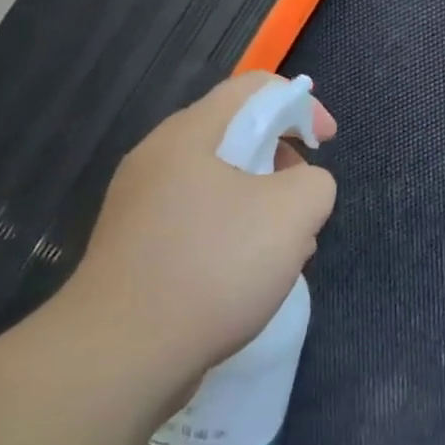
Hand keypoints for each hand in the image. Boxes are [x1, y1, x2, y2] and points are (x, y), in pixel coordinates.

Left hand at [67, 74, 338, 375]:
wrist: (119, 357)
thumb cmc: (213, 266)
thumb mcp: (293, 212)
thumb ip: (315, 182)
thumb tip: (300, 189)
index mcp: (189, 134)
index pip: (254, 88)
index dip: (301, 104)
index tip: (326, 143)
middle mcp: (157, 159)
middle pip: (235, 135)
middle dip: (282, 161)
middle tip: (303, 202)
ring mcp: (140, 207)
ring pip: (219, 184)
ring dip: (261, 205)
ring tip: (280, 250)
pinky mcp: (134, 249)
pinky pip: (197, 222)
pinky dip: (231, 236)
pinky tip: (244, 279)